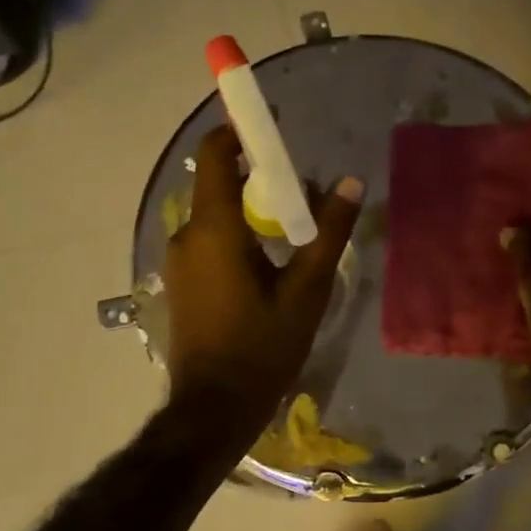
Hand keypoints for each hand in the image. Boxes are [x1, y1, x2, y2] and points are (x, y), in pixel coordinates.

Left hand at [164, 126, 362, 441]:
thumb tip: (350, 183)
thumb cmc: (262, 347)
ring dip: (251, 210)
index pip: (216, 155)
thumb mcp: (306, 290)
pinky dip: (238, 234)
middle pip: (220, 185)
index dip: (240, 130)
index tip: (271, 122)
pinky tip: (270, 261)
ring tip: (295, 229)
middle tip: (302, 190)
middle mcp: (188, 236)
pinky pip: (210, 240)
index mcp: (215, 229)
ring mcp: (179, 261)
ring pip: (216, 215)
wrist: (214, 408)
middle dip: (259, 177)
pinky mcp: (181, 282)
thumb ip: (329, 233)